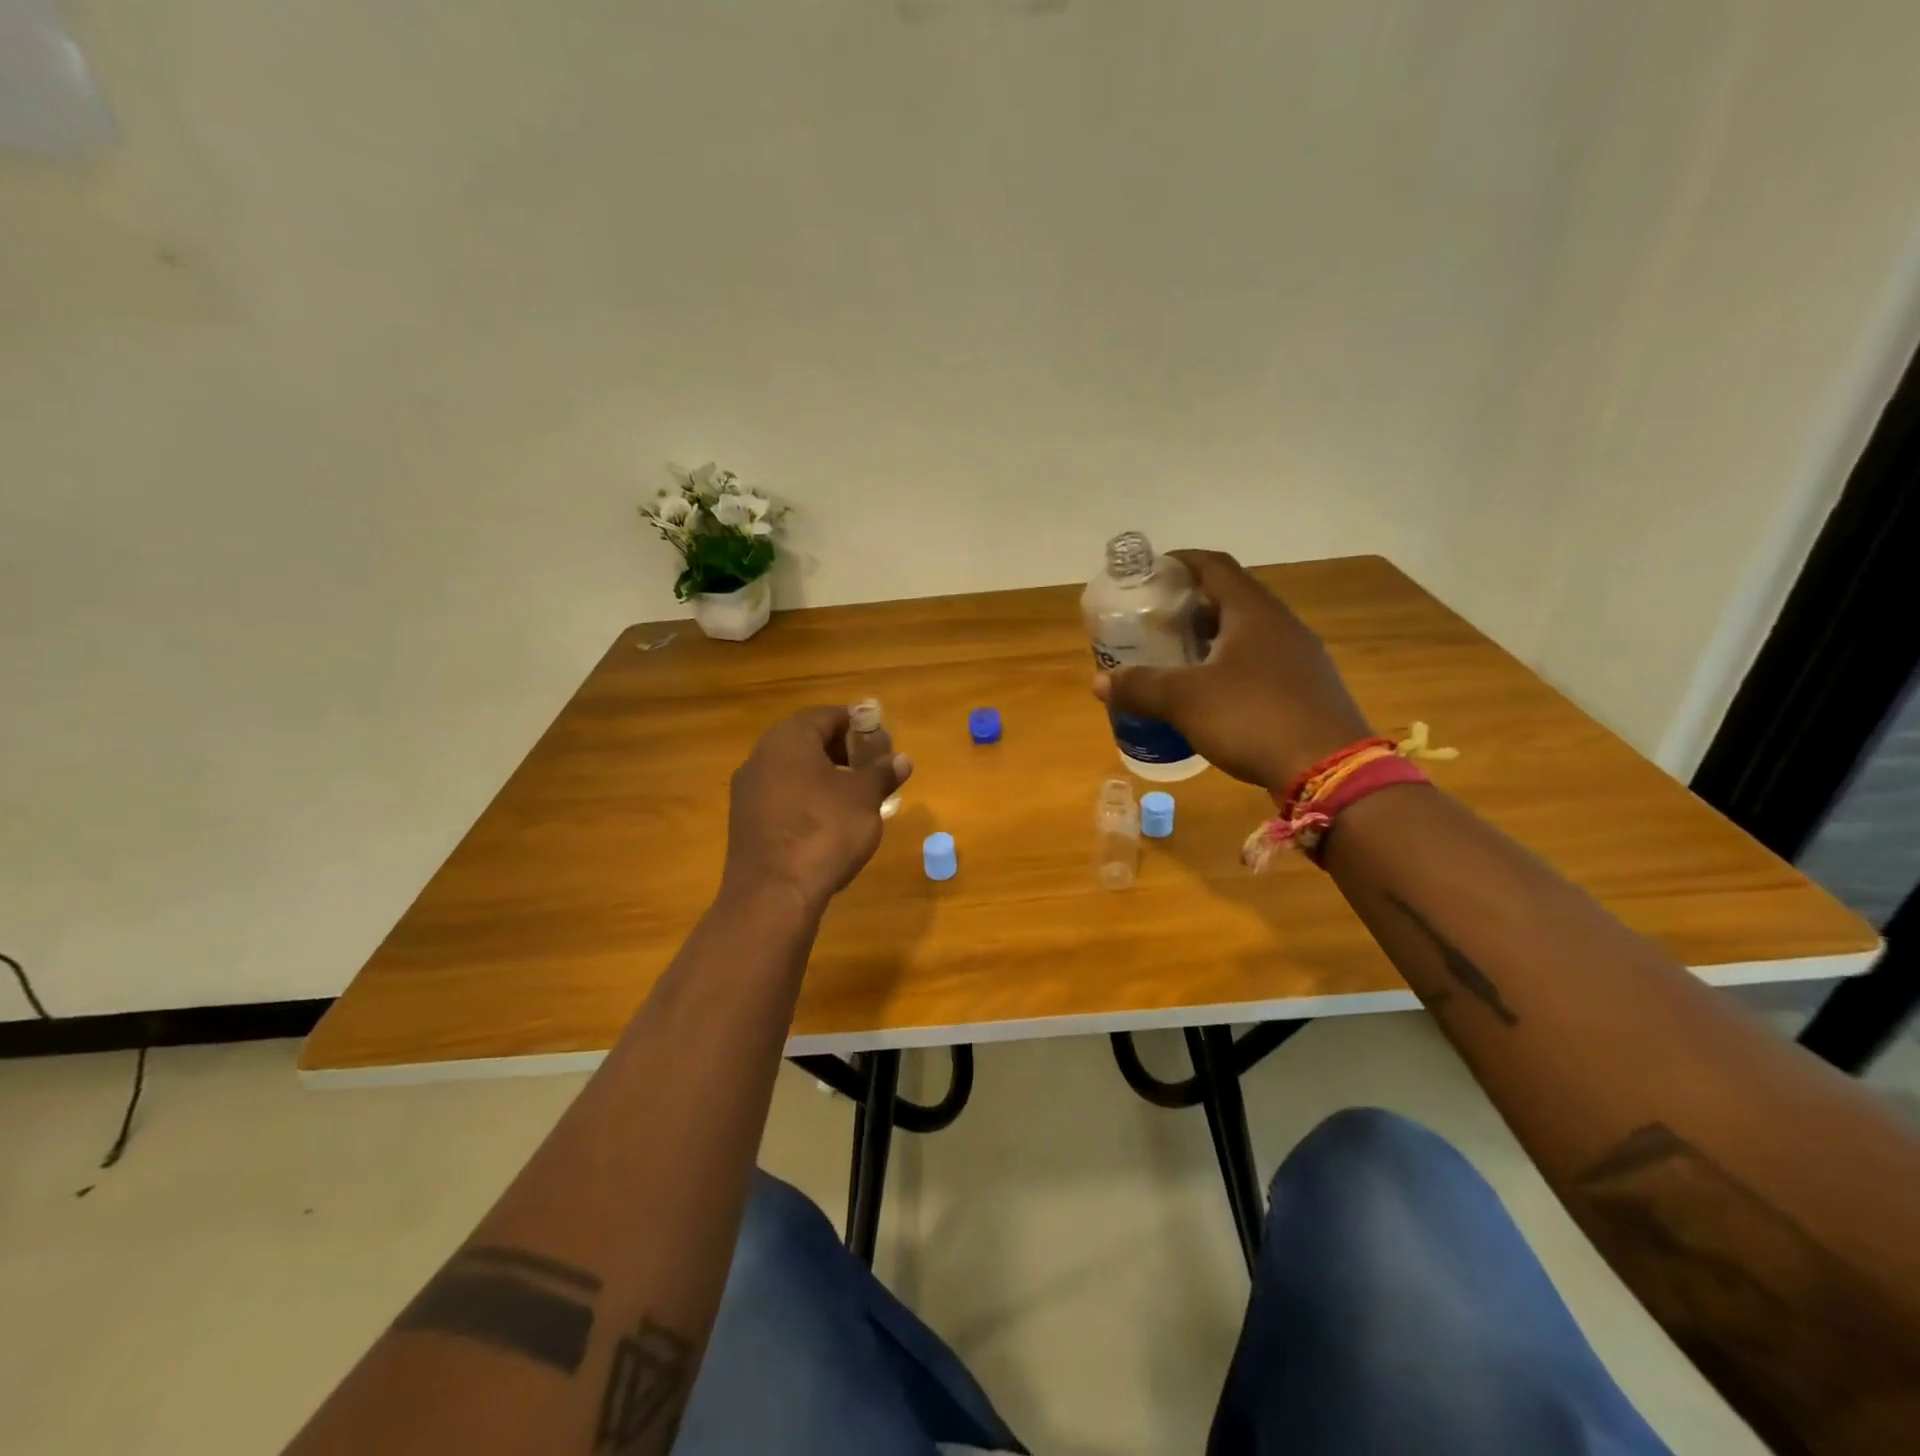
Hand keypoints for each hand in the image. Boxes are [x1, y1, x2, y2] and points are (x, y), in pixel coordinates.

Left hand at [721, 706, 912, 912]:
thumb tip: (901, 759)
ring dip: (825, 778)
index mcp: (788, 740)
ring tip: (856, 799)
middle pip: (807, 742)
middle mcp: (760, 758)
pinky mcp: (745, 824)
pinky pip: (782, 799)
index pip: (826, 716)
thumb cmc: (824, 831)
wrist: (773, 895)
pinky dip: (807, 802)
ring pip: (794, 773)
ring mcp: (748, 792)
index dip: (858, 724)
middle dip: (843, 752)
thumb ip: (882, 773)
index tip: (882, 741)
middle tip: (872, 769)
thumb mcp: (865, 798)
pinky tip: (828, 825)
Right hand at [1095, 550, 1372, 793]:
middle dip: (1190, 606)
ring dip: (1211, 639)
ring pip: (1247, 635)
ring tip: (1176, 658)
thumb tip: (1099, 682)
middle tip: (1155, 622)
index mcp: (1254, 612)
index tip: (1151, 572)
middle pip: (1231, 599)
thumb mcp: (1185, 701)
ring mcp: (1300, 658)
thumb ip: (1140, 687)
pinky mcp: (1307, 689)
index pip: (1215, 566)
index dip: (1181, 561)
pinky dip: (1230, 667)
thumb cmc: (1252, 718)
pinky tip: (1211, 695)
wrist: (1329, 771)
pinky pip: (1261, 664)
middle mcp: (1282, 625)